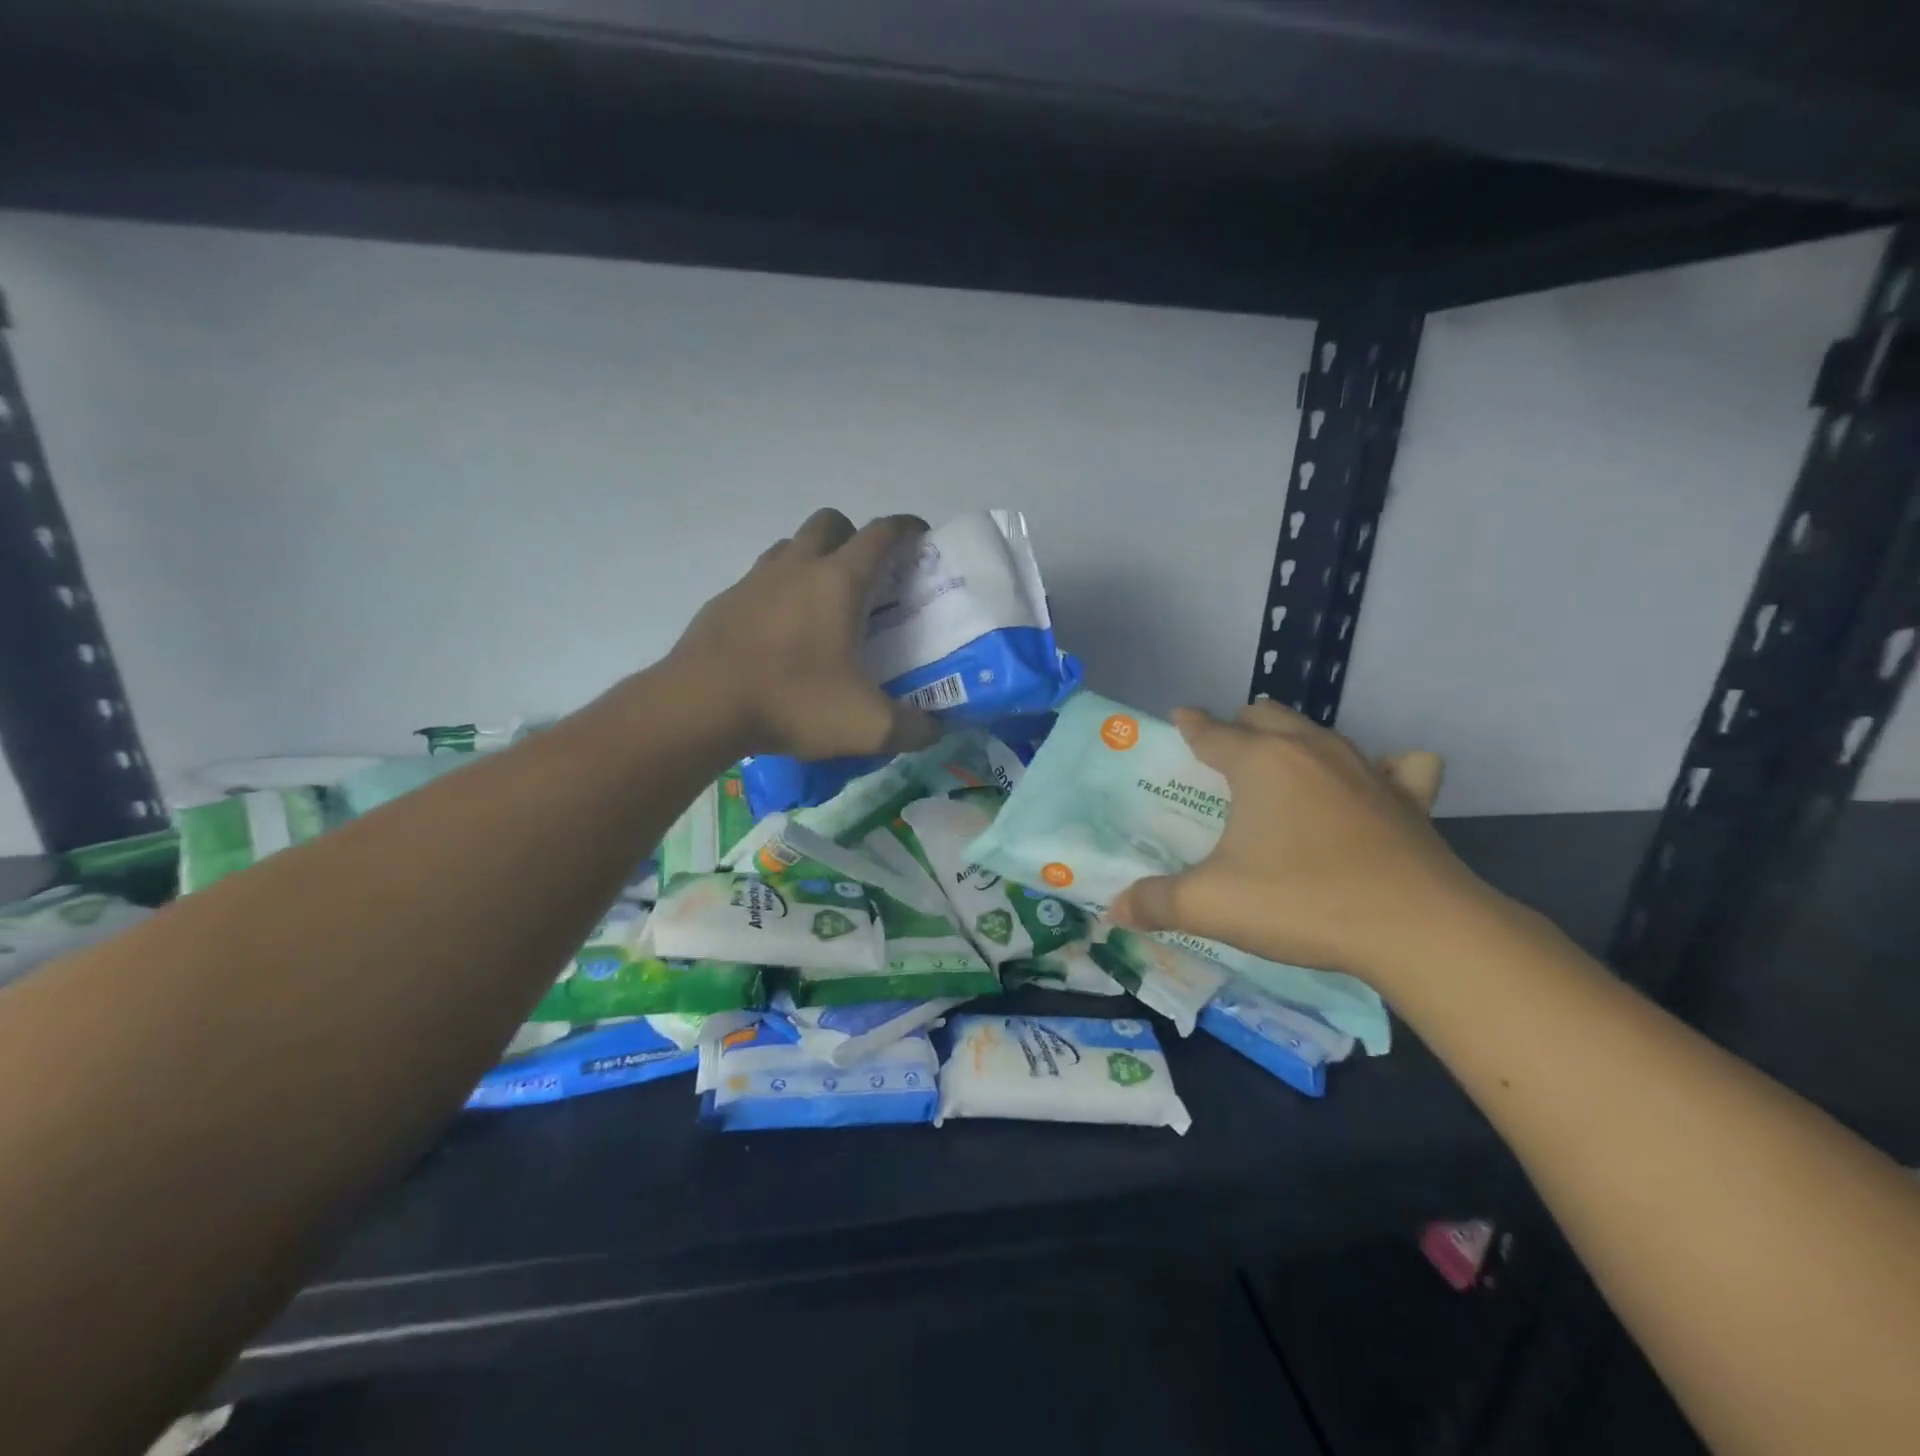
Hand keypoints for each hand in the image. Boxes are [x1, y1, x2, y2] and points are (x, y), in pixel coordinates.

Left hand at [663, 509, 944, 760]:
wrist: (699, 708)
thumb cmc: (792, 703)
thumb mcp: (867, 727)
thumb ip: (914, 728)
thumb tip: (938, 729)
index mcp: (838, 582)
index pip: (880, 534)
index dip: (906, 529)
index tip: (921, 538)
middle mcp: (796, 567)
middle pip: (830, 523)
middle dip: (854, 537)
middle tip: (868, 579)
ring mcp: (754, 581)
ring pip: (791, 547)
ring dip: (813, 561)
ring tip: (824, 607)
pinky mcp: (724, 603)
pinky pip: (759, 582)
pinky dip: (778, 593)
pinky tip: (780, 636)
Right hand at [1107, 701, 1487, 982]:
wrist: (1416, 930)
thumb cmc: (1301, 901)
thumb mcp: (1212, 905)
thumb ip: (1156, 902)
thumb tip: (1114, 908)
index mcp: (1260, 763)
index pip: (1213, 731)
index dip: (1191, 724)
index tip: (1179, 718)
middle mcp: (1310, 751)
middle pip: (1267, 716)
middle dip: (1241, 725)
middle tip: (1225, 753)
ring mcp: (1366, 770)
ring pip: (1320, 733)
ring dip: (1295, 740)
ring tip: (1282, 767)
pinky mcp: (1408, 799)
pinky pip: (1398, 766)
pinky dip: (1383, 769)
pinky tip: (1377, 785)